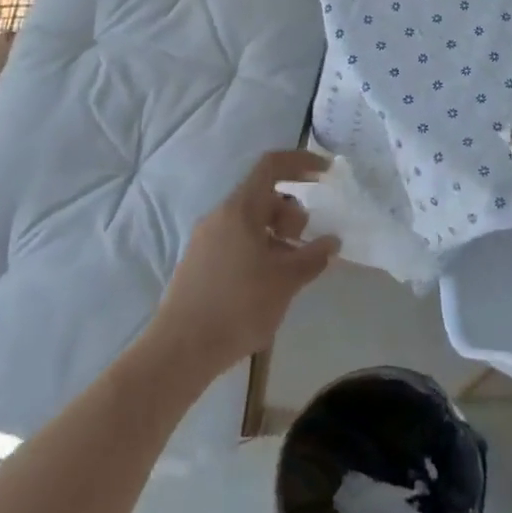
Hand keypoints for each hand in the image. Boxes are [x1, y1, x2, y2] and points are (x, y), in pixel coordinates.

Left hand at [152, 150, 338, 373]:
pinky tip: (267, 283)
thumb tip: (331, 241)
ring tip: (290, 269)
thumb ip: (313, 256)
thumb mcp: (286, 281)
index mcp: (240, 209)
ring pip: (250, 222)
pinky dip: (259, 249)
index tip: (326, 173)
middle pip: (263, 195)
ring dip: (277, 235)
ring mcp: (205, 239)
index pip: (271, 166)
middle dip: (292, 212)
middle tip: (305, 243)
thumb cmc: (238, 306)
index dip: (301, 162)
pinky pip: (236, 241)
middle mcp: (219, 216)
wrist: (180, 350)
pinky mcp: (198, 262)